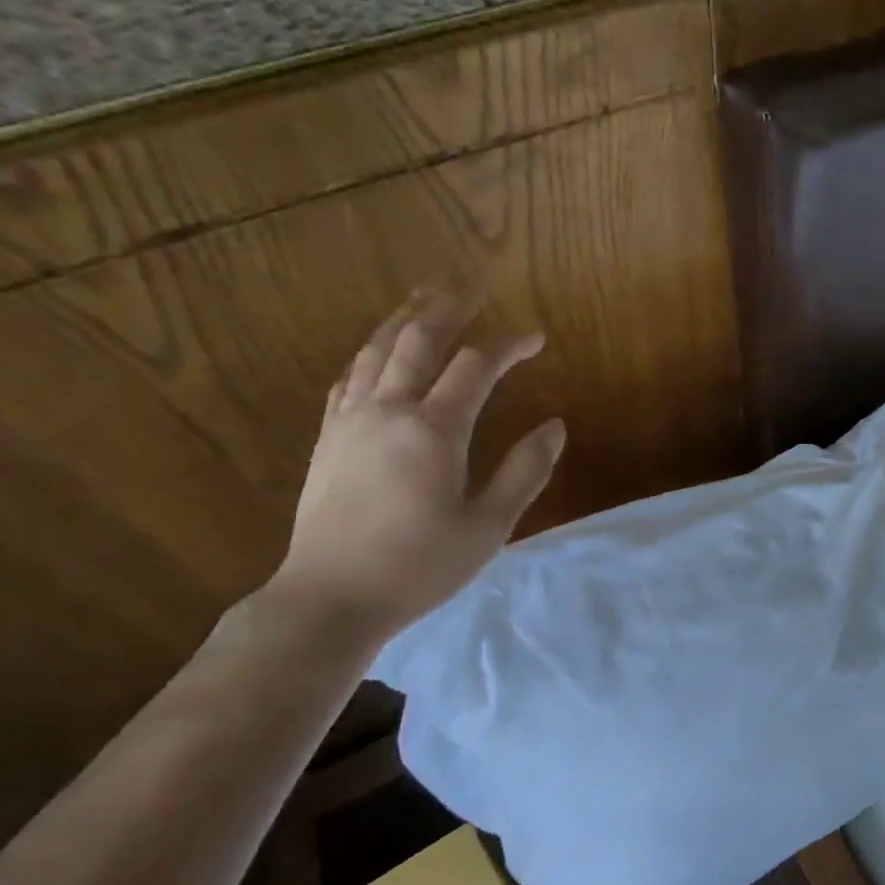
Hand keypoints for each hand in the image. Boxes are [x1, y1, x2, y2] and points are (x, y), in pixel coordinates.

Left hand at [268, 292, 564, 645]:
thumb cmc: (420, 566)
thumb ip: (524, 472)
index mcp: (433, 430)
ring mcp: (350, 420)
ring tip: (425, 299)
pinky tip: (378, 353)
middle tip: (471, 288)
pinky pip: (349, 377)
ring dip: (404, 319)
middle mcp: (387, 410)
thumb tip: (555, 426)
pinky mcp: (329, 438)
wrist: (332, 596)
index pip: (476, 367)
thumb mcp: (488, 525)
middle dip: (447, 309)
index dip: (509, 346)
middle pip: (417, 340)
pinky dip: (371, 353)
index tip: (536, 338)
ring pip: (376, 350)